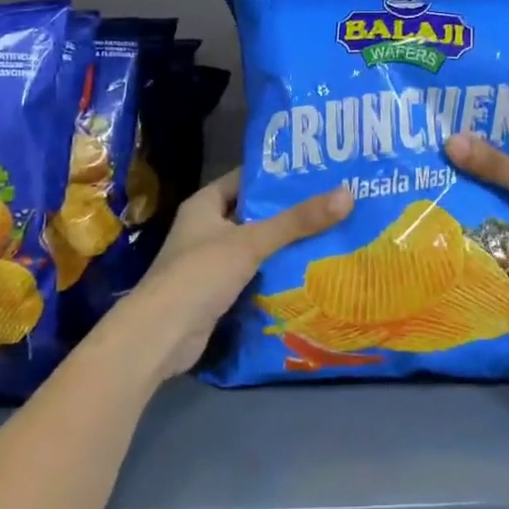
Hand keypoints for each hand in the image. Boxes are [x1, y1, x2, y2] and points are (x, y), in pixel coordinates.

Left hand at [118, 171, 352, 377]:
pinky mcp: (217, 293)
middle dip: (288, 212)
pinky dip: (275, 274)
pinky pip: (253, 275)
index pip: (245, 179)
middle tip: (332, 205)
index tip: (316, 172)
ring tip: (331, 235)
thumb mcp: (252, 242)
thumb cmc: (200, 274)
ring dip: (285, 246)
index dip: (277, 175)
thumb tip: (348, 194)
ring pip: (255, 247)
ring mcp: (210, 262)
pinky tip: (308, 273)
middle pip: (254, 214)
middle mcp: (205, 229)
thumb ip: (297, 221)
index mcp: (204, 205)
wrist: (161, 336)